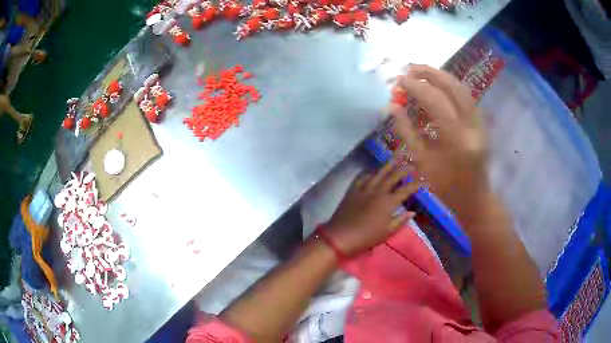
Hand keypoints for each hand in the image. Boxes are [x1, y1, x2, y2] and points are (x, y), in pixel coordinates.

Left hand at [324, 159, 419, 256]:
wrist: (341, 235)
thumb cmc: (367, 237)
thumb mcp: (387, 232)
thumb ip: (400, 220)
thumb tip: (412, 212)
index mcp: (389, 202)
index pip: (406, 190)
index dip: (416, 185)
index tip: (423, 182)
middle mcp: (378, 191)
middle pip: (394, 175)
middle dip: (405, 169)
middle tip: (412, 165)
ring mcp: (365, 188)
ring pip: (379, 171)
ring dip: (389, 163)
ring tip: (397, 156)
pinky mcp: (353, 189)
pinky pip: (363, 176)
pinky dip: (370, 171)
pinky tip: (374, 170)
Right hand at [390, 65, 487, 208]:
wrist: (475, 198)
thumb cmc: (446, 187)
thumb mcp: (422, 163)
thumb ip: (407, 132)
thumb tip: (393, 106)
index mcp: (457, 139)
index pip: (435, 101)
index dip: (416, 87)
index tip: (399, 81)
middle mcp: (472, 126)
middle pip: (453, 87)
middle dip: (430, 73)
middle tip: (410, 68)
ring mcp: (480, 123)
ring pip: (462, 89)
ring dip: (441, 76)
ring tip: (422, 72)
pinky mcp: (481, 123)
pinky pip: (466, 97)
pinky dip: (450, 86)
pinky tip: (438, 85)